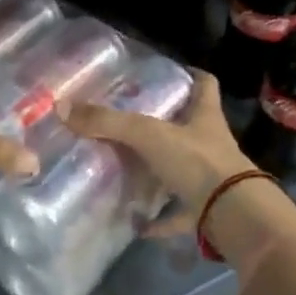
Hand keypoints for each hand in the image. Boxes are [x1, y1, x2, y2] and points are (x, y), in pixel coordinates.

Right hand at [61, 70, 253, 234]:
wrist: (233, 217)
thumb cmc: (197, 162)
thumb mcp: (148, 135)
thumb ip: (108, 122)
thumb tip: (62, 107)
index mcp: (205, 117)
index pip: (205, 85)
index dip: (191, 76)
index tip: (173, 71)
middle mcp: (211, 144)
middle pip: (190, 127)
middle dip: (165, 125)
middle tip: (131, 120)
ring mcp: (211, 179)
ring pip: (183, 169)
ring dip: (159, 171)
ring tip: (126, 168)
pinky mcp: (206, 210)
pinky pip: (178, 213)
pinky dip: (158, 219)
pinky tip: (135, 223)